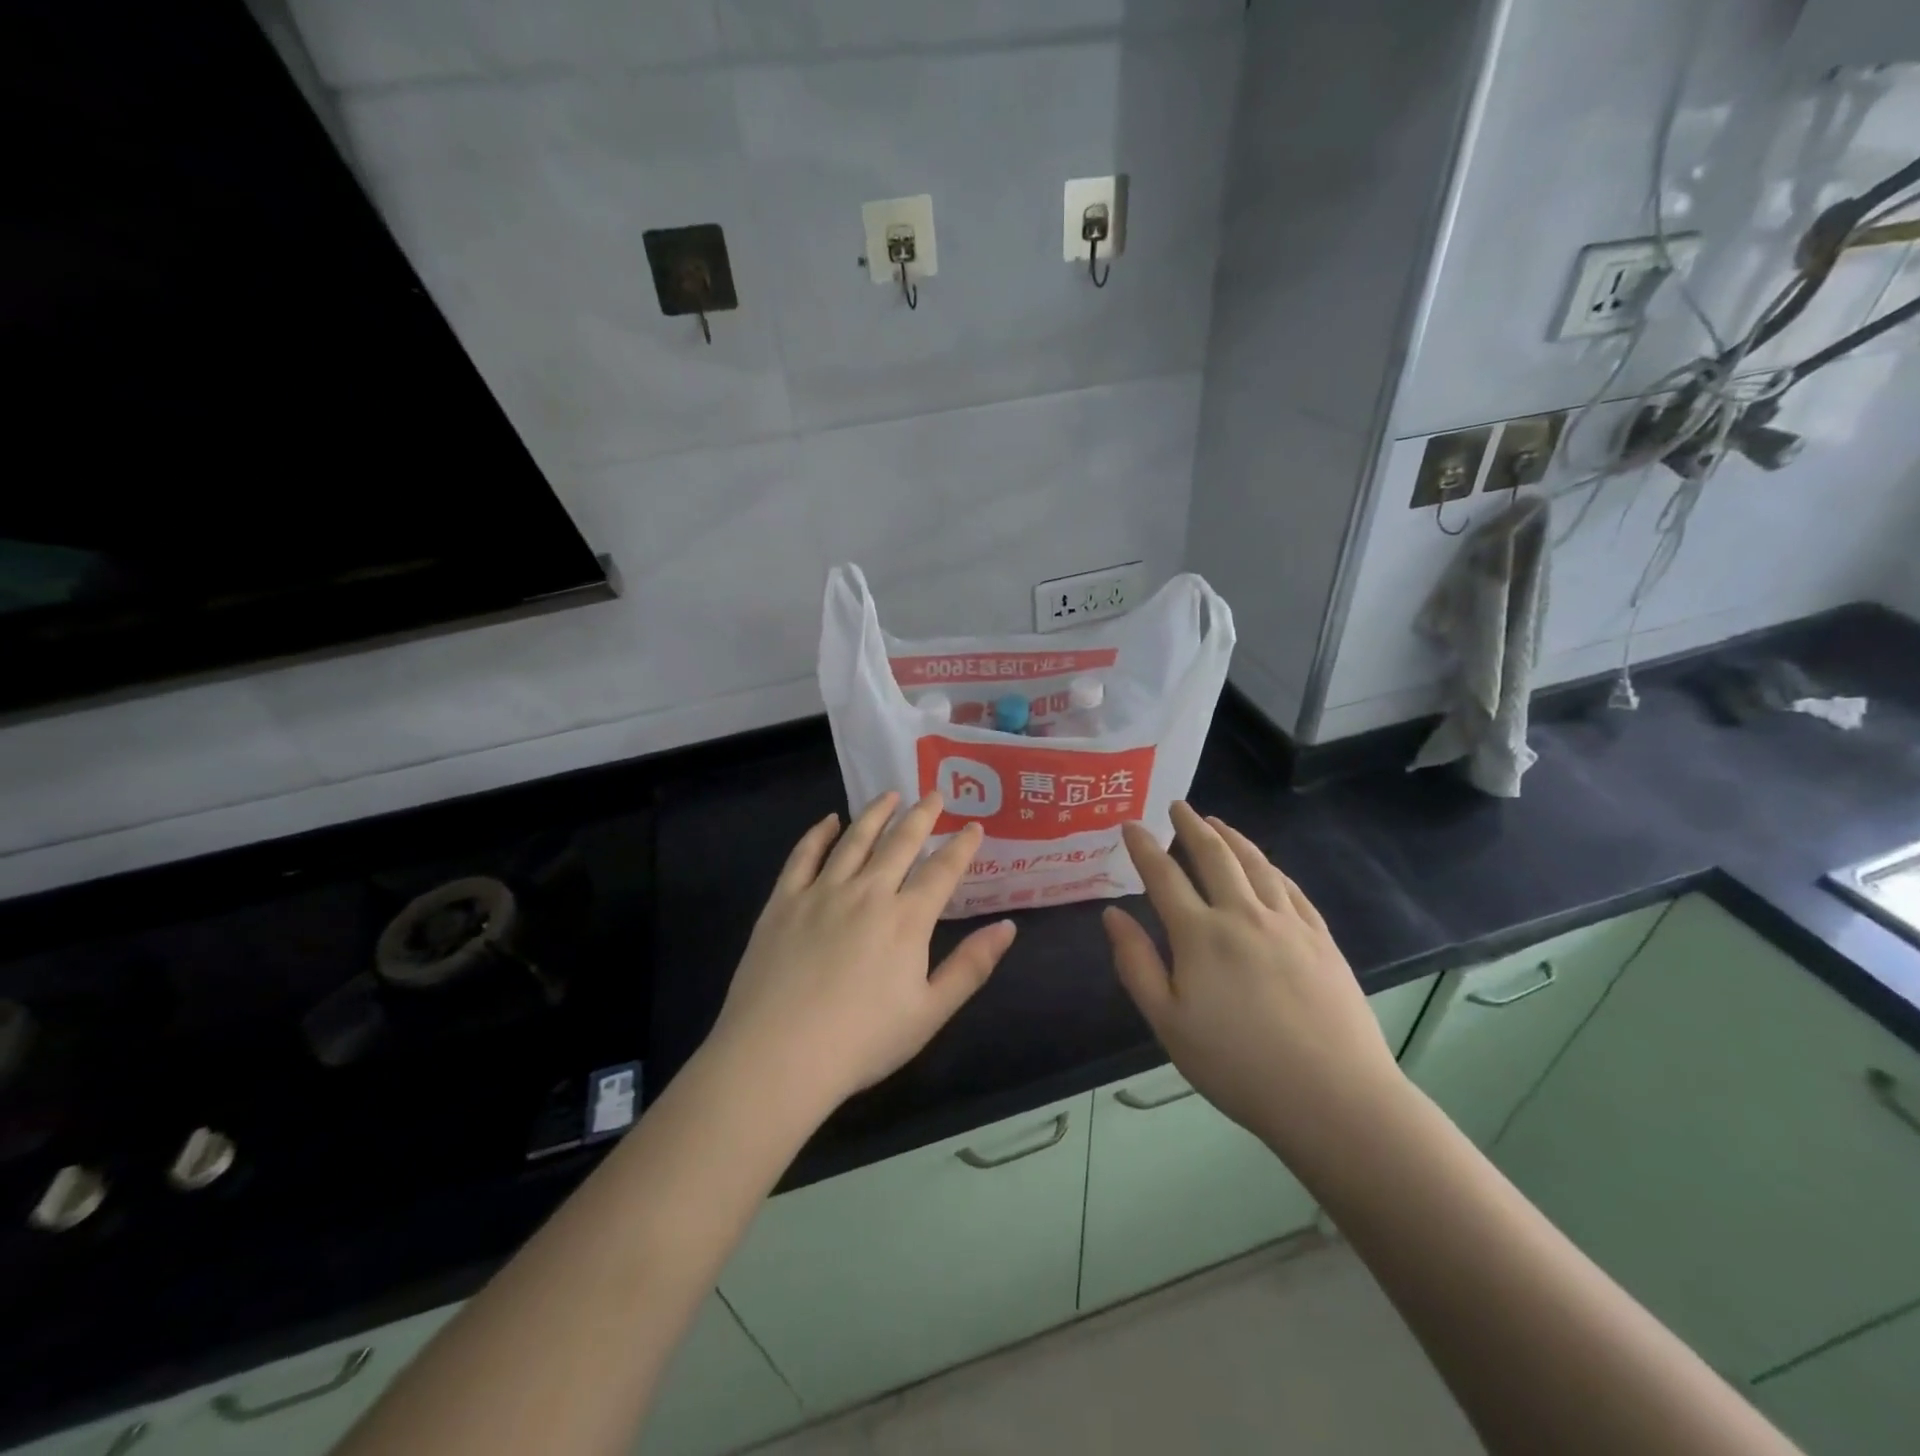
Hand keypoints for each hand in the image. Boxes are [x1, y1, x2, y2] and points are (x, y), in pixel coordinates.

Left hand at [707, 792, 1017, 1117]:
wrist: (777, 1056)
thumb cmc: (861, 1041)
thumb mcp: (930, 1013)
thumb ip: (971, 967)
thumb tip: (1007, 927)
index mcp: (906, 919)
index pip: (942, 871)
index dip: (961, 846)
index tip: (974, 826)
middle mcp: (867, 892)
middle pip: (900, 843)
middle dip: (922, 815)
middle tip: (934, 794)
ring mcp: (821, 892)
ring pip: (854, 839)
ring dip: (876, 813)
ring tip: (890, 795)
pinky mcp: (783, 901)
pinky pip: (804, 855)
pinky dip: (819, 833)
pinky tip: (829, 821)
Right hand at [1102, 803, 1406, 1163]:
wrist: (1333, 1097)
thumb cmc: (1237, 1065)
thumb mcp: (1168, 1023)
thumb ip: (1136, 964)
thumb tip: (1112, 914)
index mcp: (1200, 934)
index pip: (1163, 875)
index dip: (1143, 846)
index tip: (1130, 825)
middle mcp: (1242, 914)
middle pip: (1213, 856)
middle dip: (1191, 826)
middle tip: (1177, 806)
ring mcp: (1287, 923)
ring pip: (1255, 864)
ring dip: (1232, 838)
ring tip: (1217, 823)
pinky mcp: (1321, 939)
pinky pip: (1291, 888)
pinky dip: (1271, 868)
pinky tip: (1266, 866)